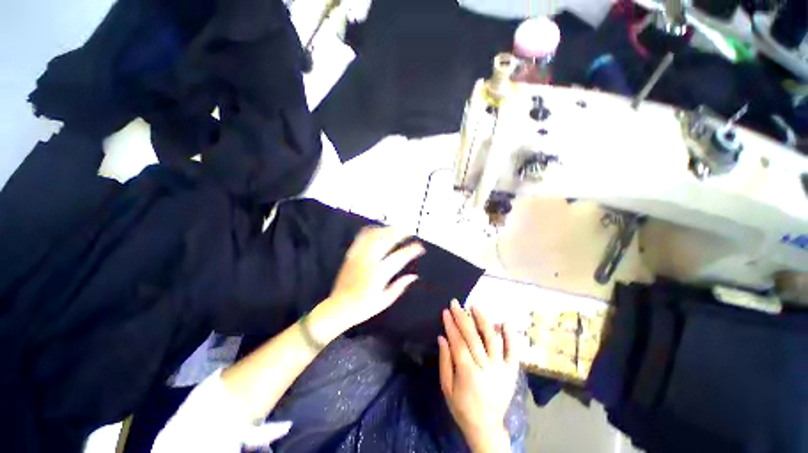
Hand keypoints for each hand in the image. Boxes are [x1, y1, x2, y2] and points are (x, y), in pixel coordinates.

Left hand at [322, 226, 424, 331]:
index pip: (400, 257)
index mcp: (379, 274)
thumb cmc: (363, 307)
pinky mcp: (351, 254)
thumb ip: (400, 286)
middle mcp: (369, 261)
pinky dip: (372, 230)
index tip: (420, 248)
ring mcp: (359, 255)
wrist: (339, 307)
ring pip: (375, 235)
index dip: (412, 250)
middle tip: (410, 231)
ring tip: (397, 229)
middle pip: (387, 239)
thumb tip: (414, 276)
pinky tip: (378, 230)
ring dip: (387, 229)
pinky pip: (361, 237)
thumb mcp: (385, 300)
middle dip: (401, 232)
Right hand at [439, 301, 518, 452]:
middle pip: (473, 337)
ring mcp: (501, 369)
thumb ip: (444, 361)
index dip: (451, 326)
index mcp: (468, 374)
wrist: (486, 427)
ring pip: (492, 339)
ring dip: (483, 320)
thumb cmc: (462, 407)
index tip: (446, 311)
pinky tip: (504, 322)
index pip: (458, 343)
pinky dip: (510, 336)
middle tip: (455, 303)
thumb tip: (442, 337)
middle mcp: (486, 368)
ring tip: (475, 306)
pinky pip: (513, 351)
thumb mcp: (446, 388)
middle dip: (462, 318)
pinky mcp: (511, 371)